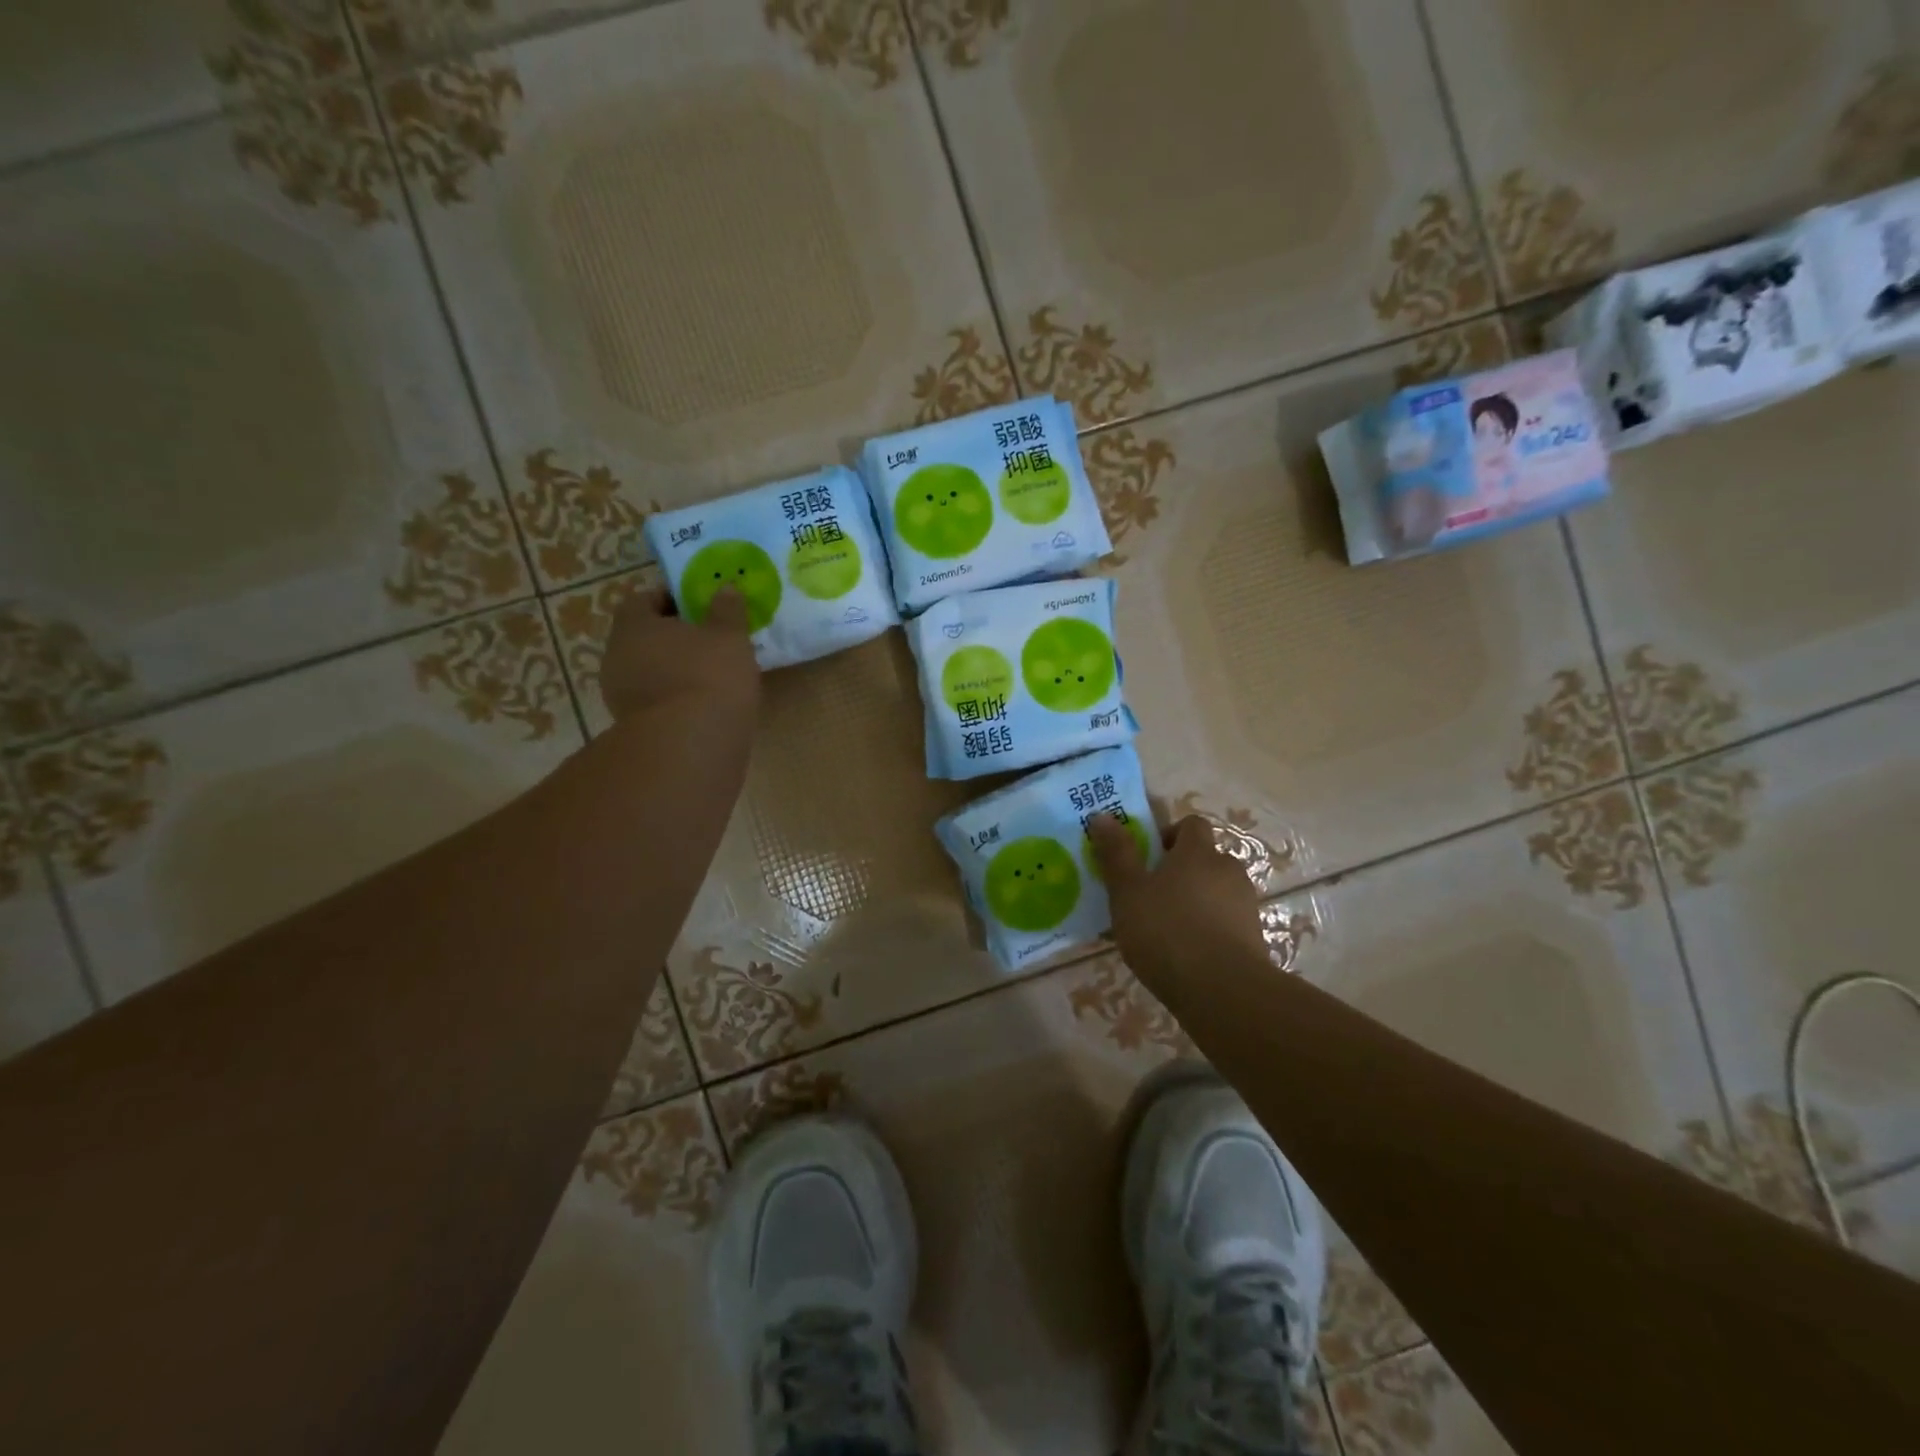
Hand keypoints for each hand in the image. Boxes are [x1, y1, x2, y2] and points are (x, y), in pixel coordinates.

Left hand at [600, 586, 759, 721]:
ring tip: (711, 676)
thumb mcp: (729, 636)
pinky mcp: (634, 728)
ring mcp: (620, 696)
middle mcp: (616, 656)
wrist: (691, 745)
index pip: (643, 600)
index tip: (699, 607)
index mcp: (633, 625)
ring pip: (649, 672)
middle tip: (709, 641)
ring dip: (674, 671)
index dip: (671, 599)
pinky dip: (675, 699)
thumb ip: (727, 610)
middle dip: (673, 638)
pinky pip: (656, 702)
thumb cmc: (709, 676)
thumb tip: (726, 588)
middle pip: (644, 638)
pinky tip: (703, 705)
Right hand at [1088, 814, 1267, 988]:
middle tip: (1152, 895)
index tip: (1148, 857)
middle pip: (1206, 858)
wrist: (1223, 991)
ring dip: (1197, 900)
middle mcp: (1227, 869)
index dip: (1170, 834)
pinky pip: (1227, 921)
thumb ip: (1116, 853)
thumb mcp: (1127, 892)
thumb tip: (1103, 815)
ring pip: (1217, 890)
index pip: (1191, 824)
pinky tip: (1187, 954)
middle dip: (1182, 871)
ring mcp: (1245, 904)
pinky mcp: (1255, 937)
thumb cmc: (1167, 931)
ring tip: (1168, 929)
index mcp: (1198, 852)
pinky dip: (1209, 928)